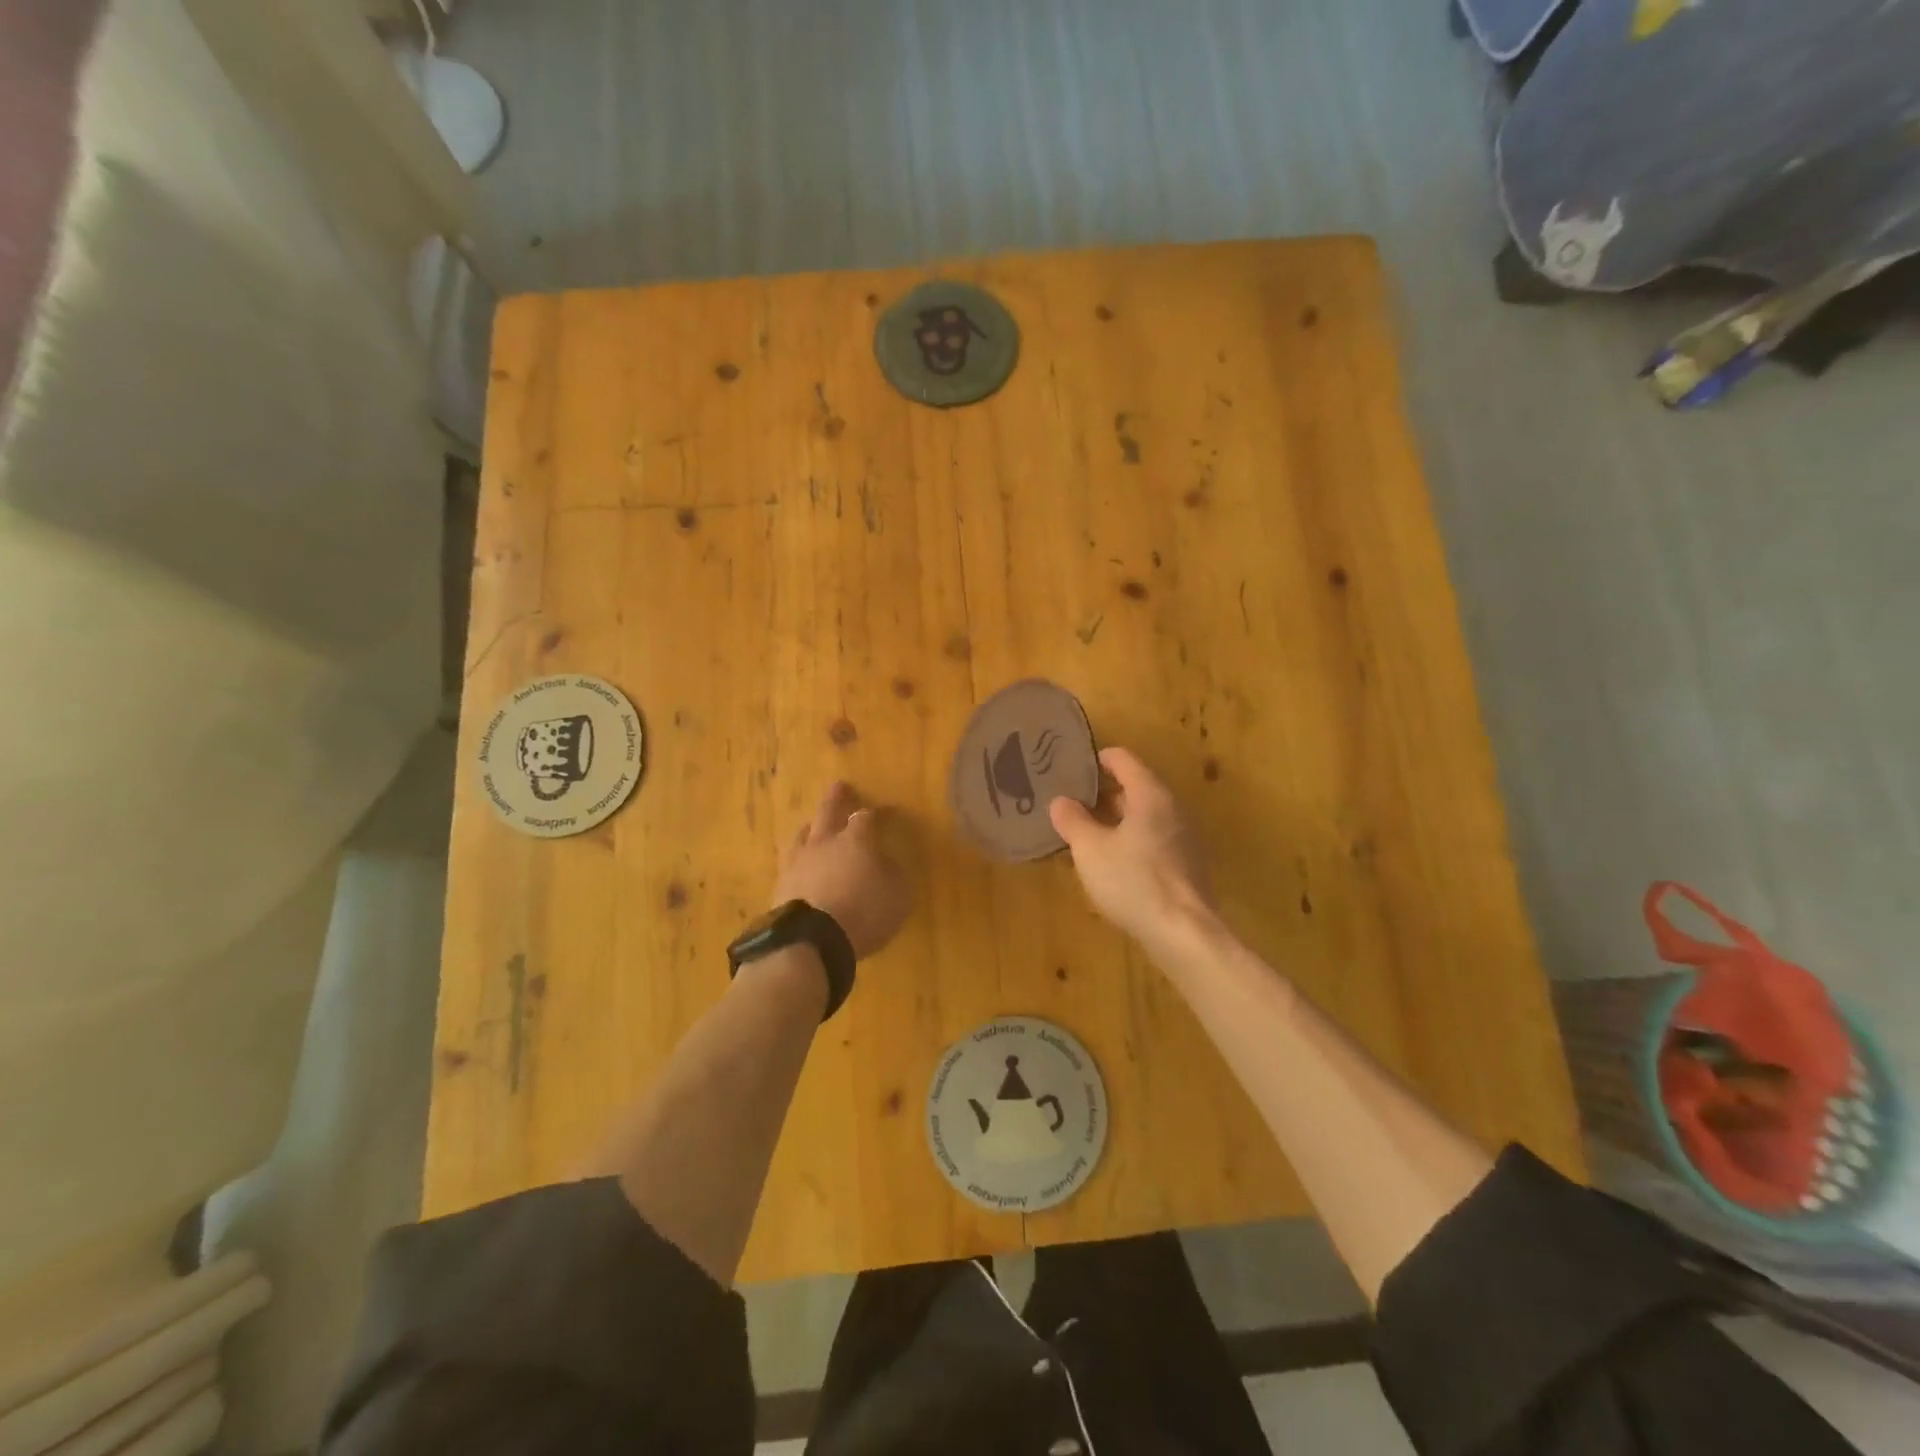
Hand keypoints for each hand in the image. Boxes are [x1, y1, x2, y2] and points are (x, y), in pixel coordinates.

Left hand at [773, 783, 912, 958]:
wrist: (811, 940)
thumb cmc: (864, 912)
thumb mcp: (898, 895)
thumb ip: (893, 874)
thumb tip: (885, 863)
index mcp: (855, 840)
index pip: (866, 817)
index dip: (877, 813)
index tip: (885, 811)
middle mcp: (824, 842)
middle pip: (828, 812)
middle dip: (836, 798)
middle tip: (840, 786)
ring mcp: (797, 862)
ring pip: (803, 834)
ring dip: (810, 826)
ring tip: (812, 825)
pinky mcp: (780, 885)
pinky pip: (790, 863)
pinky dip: (798, 860)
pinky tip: (799, 864)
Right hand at [1050, 748, 1215, 952]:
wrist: (1183, 933)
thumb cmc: (1133, 881)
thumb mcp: (1090, 849)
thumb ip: (1072, 820)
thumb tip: (1061, 801)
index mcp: (1150, 794)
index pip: (1122, 758)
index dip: (1094, 759)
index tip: (1069, 769)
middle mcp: (1172, 807)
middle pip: (1134, 786)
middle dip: (1101, 792)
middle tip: (1068, 802)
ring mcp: (1183, 836)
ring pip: (1143, 815)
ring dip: (1114, 819)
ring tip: (1083, 832)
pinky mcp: (1186, 864)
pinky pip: (1152, 838)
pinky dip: (1129, 840)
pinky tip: (1109, 862)